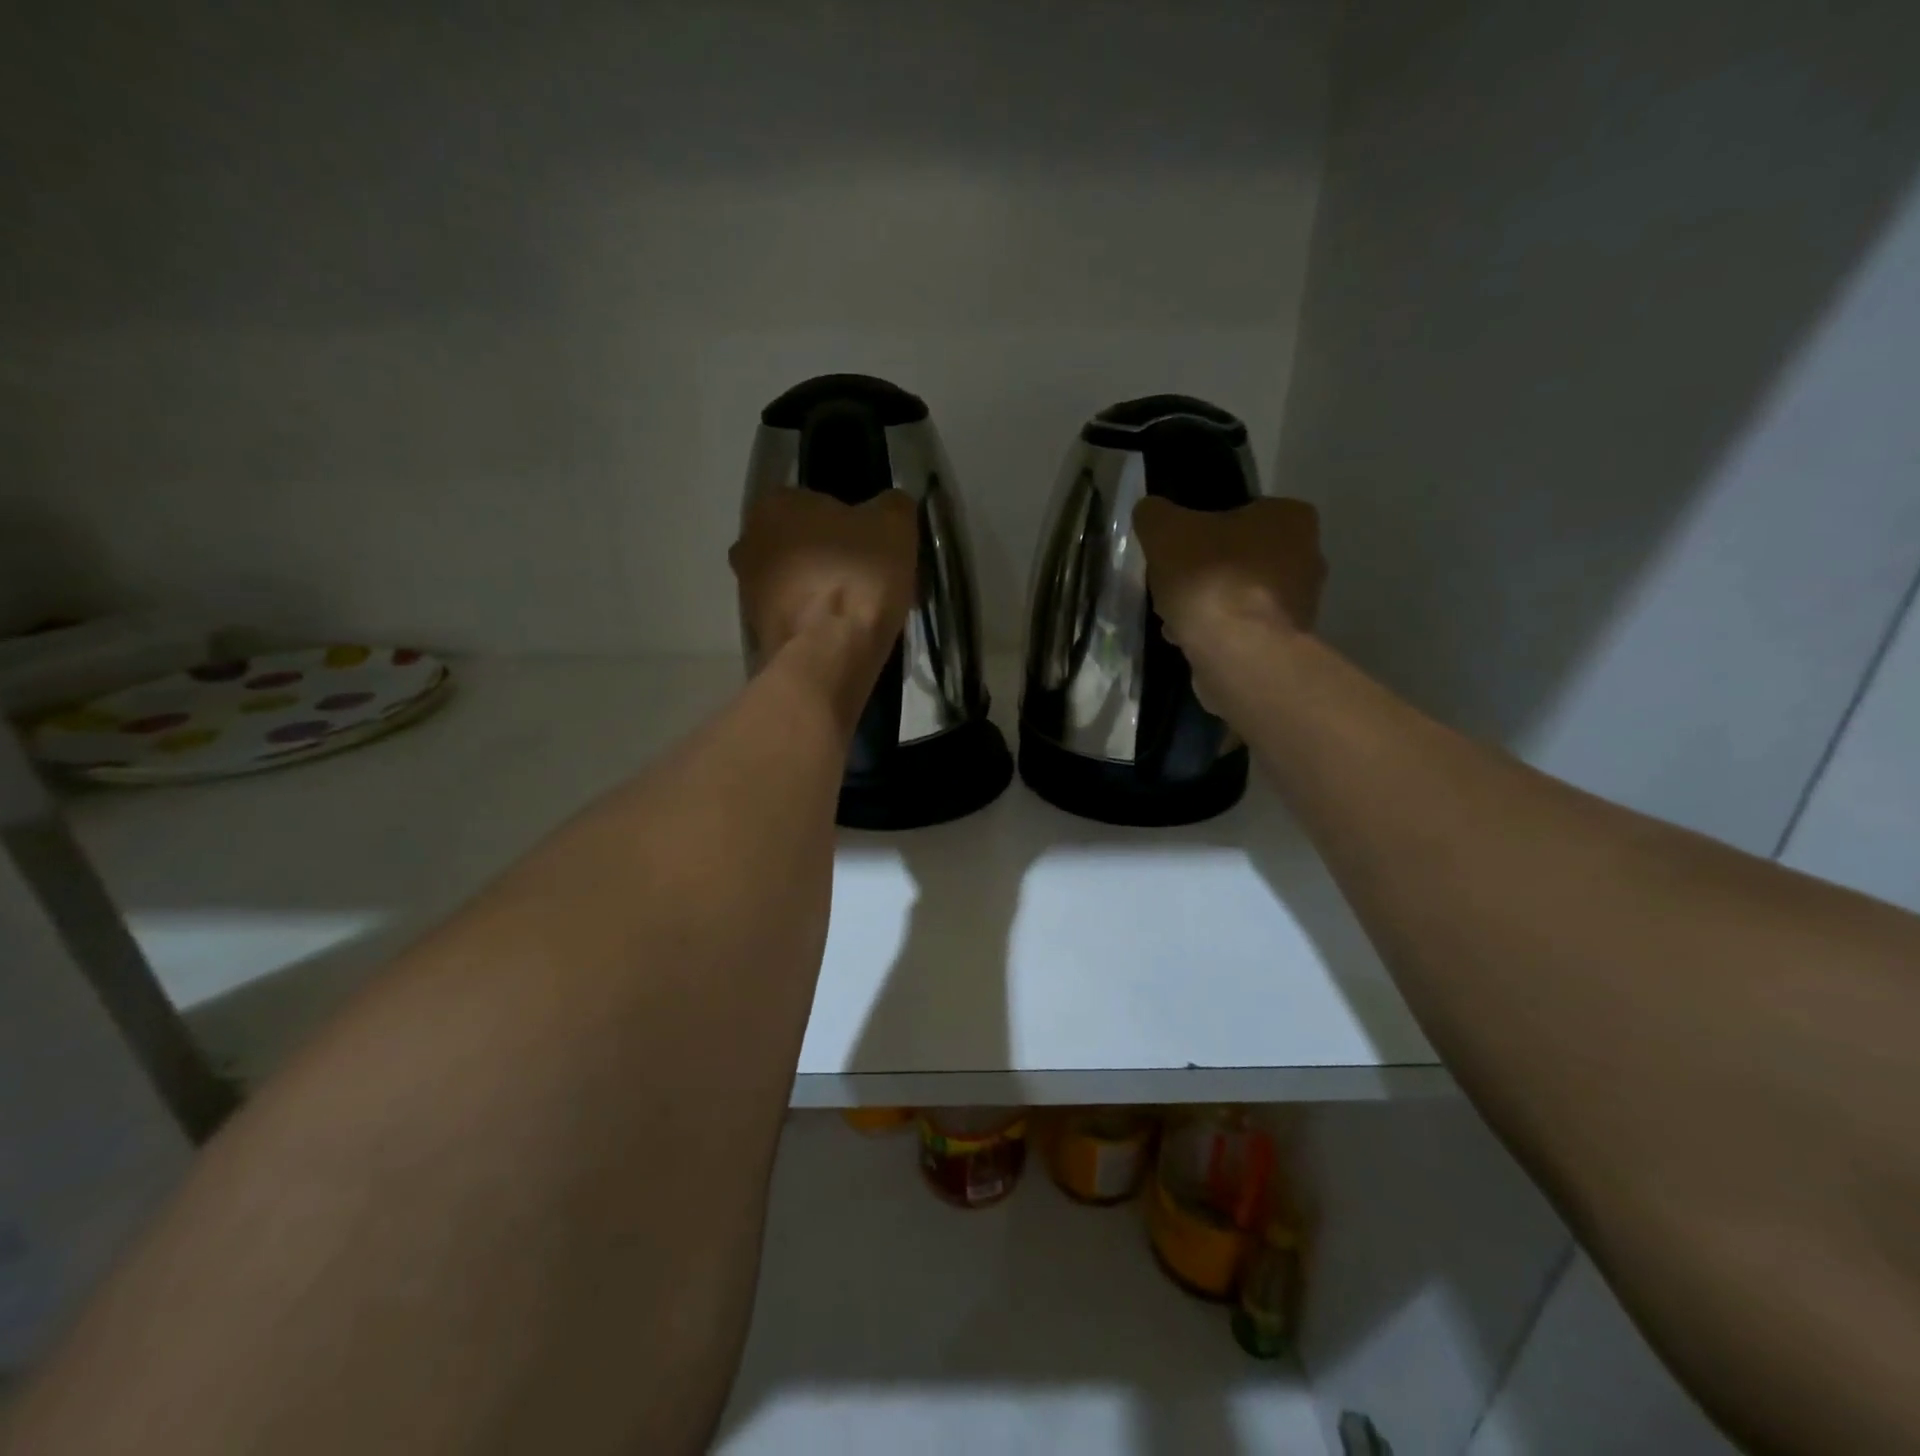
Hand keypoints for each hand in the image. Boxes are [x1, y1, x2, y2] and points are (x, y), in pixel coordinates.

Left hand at [730, 488, 917, 665]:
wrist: (830, 654)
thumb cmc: (858, 576)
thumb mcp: (895, 524)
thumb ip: (893, 505)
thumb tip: (891, 506)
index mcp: (774, 504)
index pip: (815, 502)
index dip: (848, 524)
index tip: (871, 546)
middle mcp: (748, 541)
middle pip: (800, 543)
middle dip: (828, 557)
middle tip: (866, 577)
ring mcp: (747, 589)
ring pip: (794, 581)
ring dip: (819, 590)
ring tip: (856, 610)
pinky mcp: (757, 630)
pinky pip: (794, 615)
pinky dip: (813, 621)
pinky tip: (841, 633)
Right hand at [1132, 496, 1325, 651]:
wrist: (1239, 653)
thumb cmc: (1210, 579)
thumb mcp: (1165, 531)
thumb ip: (1155, 515)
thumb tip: (1151, 512)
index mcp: (1290, 518)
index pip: (1240, 512)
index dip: (1201, 531)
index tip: (1175, 552)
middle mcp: (1307, 556)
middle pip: (1238, 557)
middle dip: (1203, 572)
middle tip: (1171, 586)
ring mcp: (1299, 604)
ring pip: (1238, 596)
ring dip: (1207, 605)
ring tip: (1175, 620)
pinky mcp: (1285, 643)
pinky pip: (1242, 629)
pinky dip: (1217, 633)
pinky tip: (1190, 641)